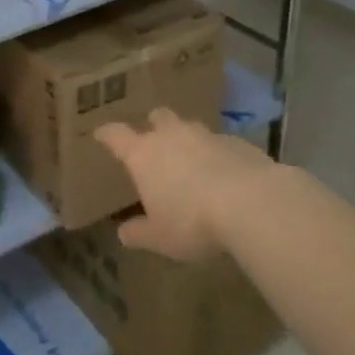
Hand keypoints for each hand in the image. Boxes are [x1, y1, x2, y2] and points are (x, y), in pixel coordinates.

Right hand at [94, 107, 286, 260]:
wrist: (253, 203)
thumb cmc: (192, 221)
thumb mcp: (159, 237)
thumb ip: (139, 233)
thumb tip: (123, 233)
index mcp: (144, 154)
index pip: (116, 135)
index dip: (107, 134)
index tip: (101, 134)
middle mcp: (172, 136)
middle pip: (158, 117)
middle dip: (154, 125)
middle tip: (154, 142)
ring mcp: (208, 135)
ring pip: (191, 128)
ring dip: (188, 140)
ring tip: (193, 161)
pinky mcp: (239, 143)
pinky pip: (222, 143)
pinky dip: (218, 155)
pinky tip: (226, 175)